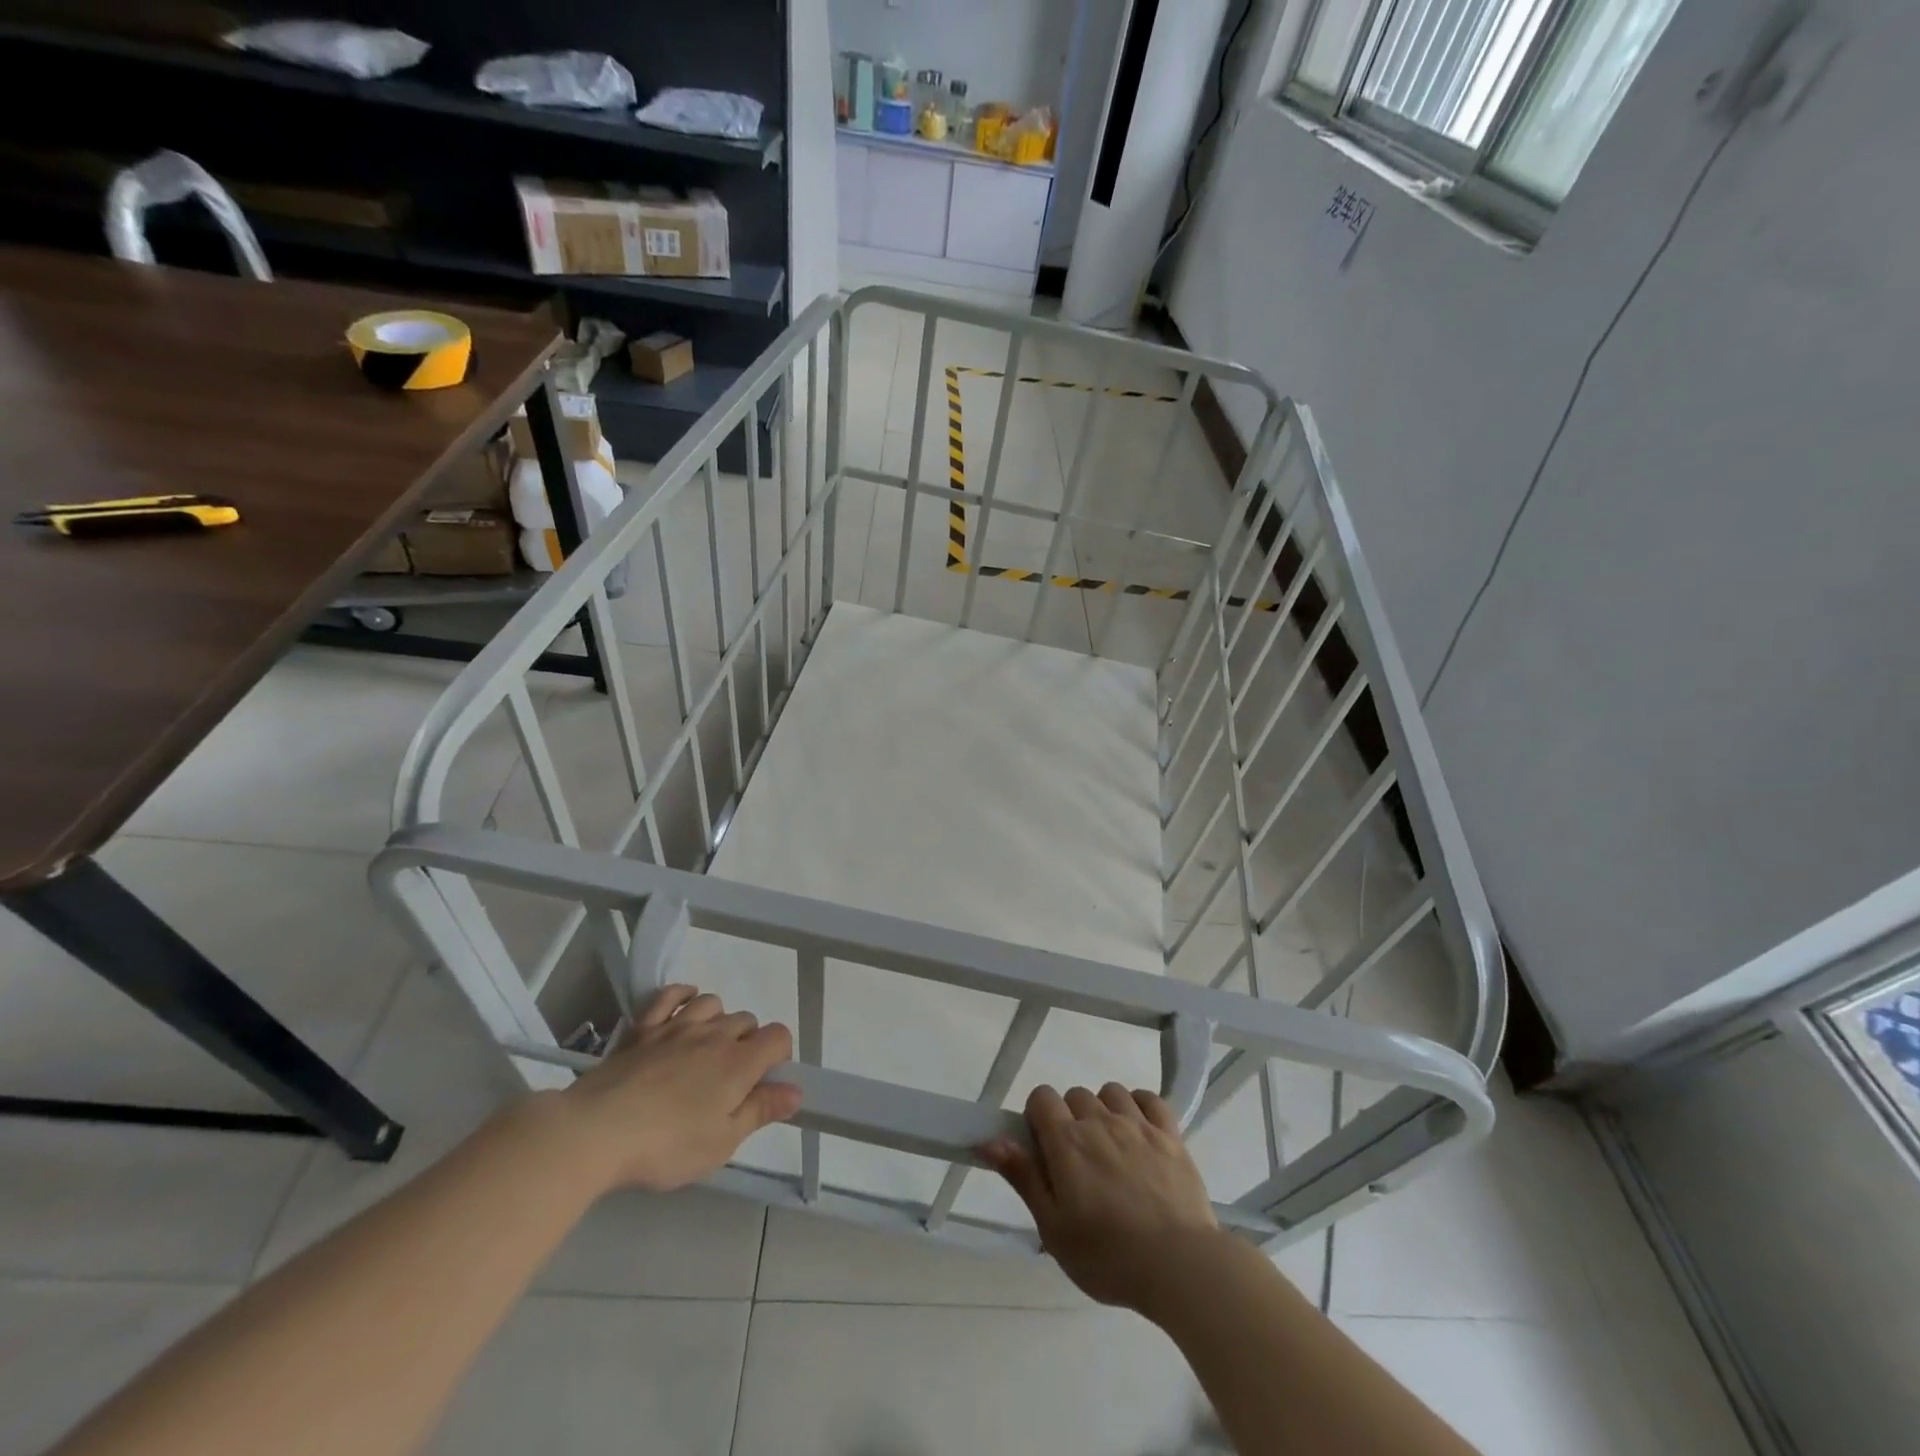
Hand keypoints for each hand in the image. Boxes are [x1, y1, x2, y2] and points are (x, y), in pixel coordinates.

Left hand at [559, 984, 800, 1192]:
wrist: (595, 1132)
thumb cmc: (666, 1145)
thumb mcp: (721, 1143)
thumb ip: (760, 1111)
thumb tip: (795, 1091)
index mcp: (739, 1063)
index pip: (778, 1036)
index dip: (780, 1055)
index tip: (765, 1083)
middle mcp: (714, 1035)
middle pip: (747, 1020)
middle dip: (749, 1043)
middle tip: (732, 1080)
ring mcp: (676, 1027)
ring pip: (713, 1003)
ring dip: (719, 1020)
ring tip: (708, 1048)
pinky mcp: (643, 1029)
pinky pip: (669, 995)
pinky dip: (682, 995)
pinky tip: (684, 1004)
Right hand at [982, 1083, 1219, 1314]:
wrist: (1180, 1267)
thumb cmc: (1108, 1257)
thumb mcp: (1054, 1229)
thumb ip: (1023, 1177)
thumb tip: (990, 1140)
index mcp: (1067, 1142)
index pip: (1041, 1097)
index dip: (1037, 1117)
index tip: (1044, 1151)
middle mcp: (1100, 1121)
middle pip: (1075, 1094)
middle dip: (1070, 1119)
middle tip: (1078, 1162)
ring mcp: (1138, 1124)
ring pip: (1111, 1092)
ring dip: (1104, 1110)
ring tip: (1110, 1147)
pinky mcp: (1170, 1134)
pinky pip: (1149, 1098)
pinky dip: (1140, 1106)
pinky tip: (1139, 1130)